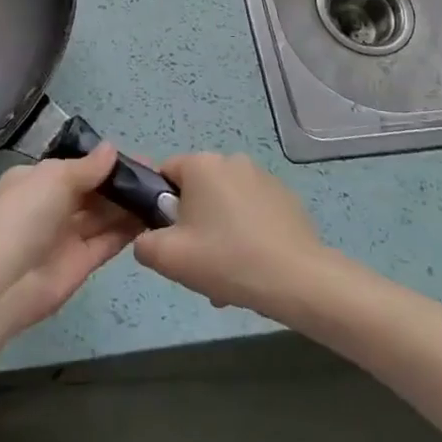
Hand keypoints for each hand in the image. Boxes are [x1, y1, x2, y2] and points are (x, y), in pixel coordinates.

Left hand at [0, 144, 140, 383]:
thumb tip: (112, 149)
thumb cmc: (23, 215)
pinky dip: (128, 230)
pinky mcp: (81, 264)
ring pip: (104, 216)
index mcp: (38, 179)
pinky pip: (108, 241)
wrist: (0, 282)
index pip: (77, 166)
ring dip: (129, 206)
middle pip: (93, 191)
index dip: (107, 162)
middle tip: (161, 177)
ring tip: (165, 195)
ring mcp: (67, 236)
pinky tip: (153, 218)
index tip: (141, 159)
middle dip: (122, 184)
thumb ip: (87, 167)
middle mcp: (52, 205)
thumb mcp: (54, 178)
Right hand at [132, 153, 325, 319]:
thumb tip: (147, 239)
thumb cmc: (227, 259)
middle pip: (196, 191)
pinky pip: (251, 212)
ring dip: (219, 234)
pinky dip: (245, 234)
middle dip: (193, 226)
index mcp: (202, 164)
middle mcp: (232, 160)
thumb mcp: (169, 258)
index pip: (165, 174)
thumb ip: (144, 243)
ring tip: (227, 278)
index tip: (170, 239)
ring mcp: (262, 178)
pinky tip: (252, 268)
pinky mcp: (285, 198)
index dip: (160, 207)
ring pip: (224, 205)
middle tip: (197, 264)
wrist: (298, 280)